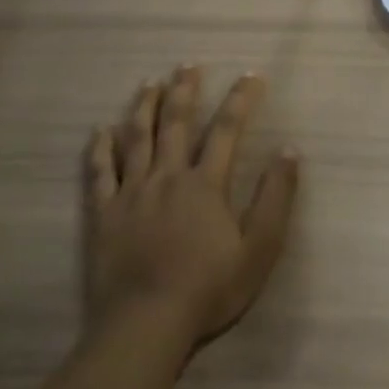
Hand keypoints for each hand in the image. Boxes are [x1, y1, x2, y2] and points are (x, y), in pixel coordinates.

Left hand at [83, 65, 299, 348]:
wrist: (146, 324)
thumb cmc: (209, 288)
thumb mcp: (259, 248)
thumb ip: (276, 197)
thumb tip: (289, 150)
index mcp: (206, 184)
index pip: (227, 130)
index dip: (241, 99)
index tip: (251, 75)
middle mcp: (168, 177)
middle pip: (177, 124)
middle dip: (185, 91)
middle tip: (188, 65)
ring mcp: (131, 193)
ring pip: (137, 139)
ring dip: (145, 107)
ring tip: (150, 83)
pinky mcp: (103, 214)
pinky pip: (99, 173)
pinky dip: (100, 149)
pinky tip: (101, 130)